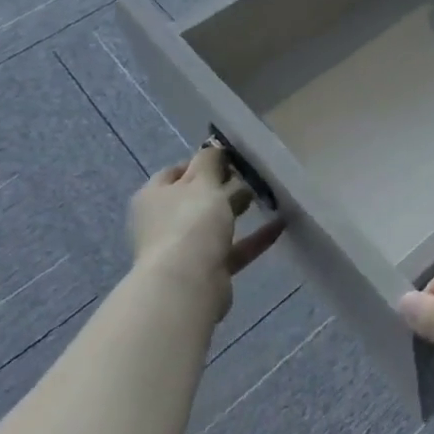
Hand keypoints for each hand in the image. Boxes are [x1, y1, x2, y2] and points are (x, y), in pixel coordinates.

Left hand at [129, 144, 281, 319]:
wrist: (187, 285)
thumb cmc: (190, 222)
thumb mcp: (202, 181)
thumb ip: (210, 161)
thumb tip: (213, 147)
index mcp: (154, 197)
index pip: (175, 172)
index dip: (201, 162)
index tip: (228, 157)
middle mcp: (164, 222)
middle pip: (195, 198)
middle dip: (222, 185)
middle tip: (250, 174)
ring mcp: (184, 248)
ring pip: (214, 223)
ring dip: (237, 210)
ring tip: (266, 194)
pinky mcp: (206, 270)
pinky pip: (233, 248)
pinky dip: (254, 238)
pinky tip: (280, 225)